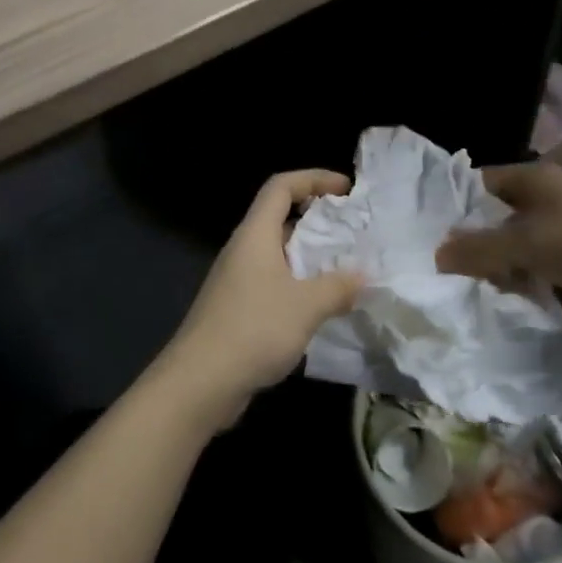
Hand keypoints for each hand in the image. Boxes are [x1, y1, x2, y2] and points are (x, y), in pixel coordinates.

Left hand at [154, 170, 363, 428]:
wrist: (199, 383)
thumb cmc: (252, 330)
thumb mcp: (305, 306)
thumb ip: (337, 287)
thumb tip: (362, 276)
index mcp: (255, 235)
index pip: (281, 187)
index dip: (313, 178)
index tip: (346, 189)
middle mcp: (244, 250)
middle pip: (280, 218)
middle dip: (318, 220)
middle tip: (354, 232)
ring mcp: (238, 281)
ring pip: (279, 254)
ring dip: (311, 257)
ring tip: (347, 269)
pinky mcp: (238, 310)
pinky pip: (274, 284)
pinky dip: (300, 286)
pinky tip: (322, 307)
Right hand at [435, 161, 561, 331]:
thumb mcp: (528, 243)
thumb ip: (479, 248)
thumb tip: (436, 255)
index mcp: (531, 180)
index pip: (476, 184)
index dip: (450, 205)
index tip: (421, 231)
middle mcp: (540, 201)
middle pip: (489, 218)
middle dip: (466, 242)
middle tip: (432, 265)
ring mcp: (554, 232)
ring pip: (507, 247)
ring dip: (489, 266)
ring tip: (455, 287)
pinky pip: (527, 269)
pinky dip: (512, 281)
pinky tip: (491, 299)